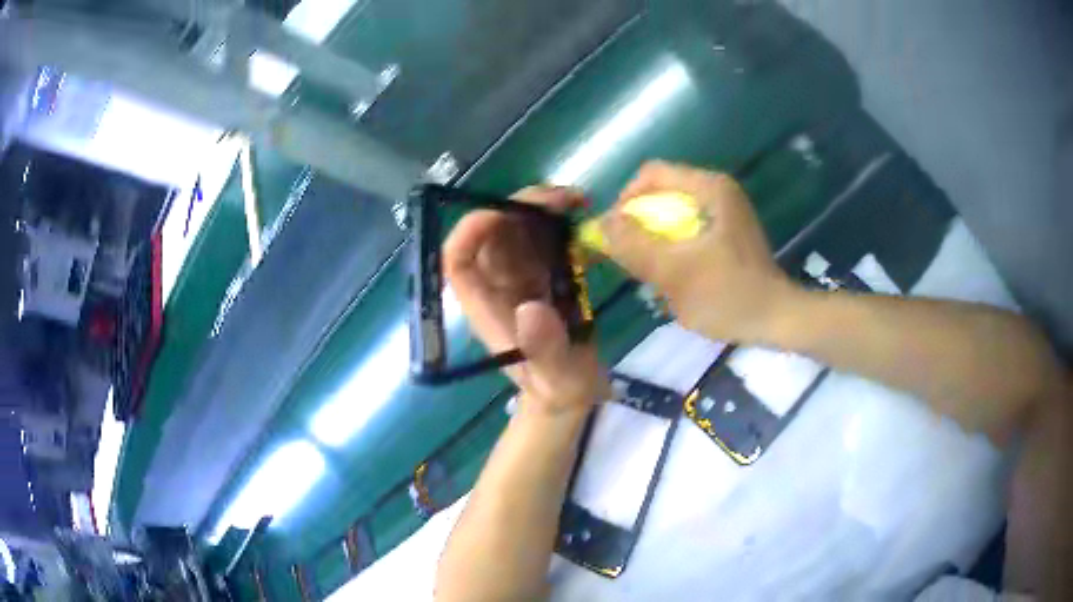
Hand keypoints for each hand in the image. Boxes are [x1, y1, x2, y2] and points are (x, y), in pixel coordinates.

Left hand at [443, 186, 607, 413]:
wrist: (573, 392)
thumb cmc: (558, 389)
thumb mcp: (557, 378)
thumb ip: (544, 350)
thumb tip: (532, 309)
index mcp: (486, 307)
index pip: (458, 261)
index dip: (471, 231)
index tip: (506, 213)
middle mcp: (497, 284)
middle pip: (491, 233)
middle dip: (520, 207)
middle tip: (563, 201)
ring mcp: (520, 276)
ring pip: (518, 228)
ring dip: (542, 208)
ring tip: (579, 202)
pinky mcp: (544, 273)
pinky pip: (544, 238)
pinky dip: (561, 222)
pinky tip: (585, 216)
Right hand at [600, 161, 801, 343]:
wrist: (777, 319)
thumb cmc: (729, 294)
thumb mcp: (674, 272)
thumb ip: (634, 246)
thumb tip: (599, 224)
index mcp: (709, 188)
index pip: (651, 174)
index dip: (625, 199)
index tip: (615, 233)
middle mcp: (718, 191)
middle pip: (662, 192)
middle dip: (640, 222)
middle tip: (630, 256)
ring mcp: (726, 212)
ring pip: (674, 213)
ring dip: (655, 238)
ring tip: (650, 269)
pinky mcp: (729, 232)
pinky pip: (689, 229)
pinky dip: (673, 246)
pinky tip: (673, 274)